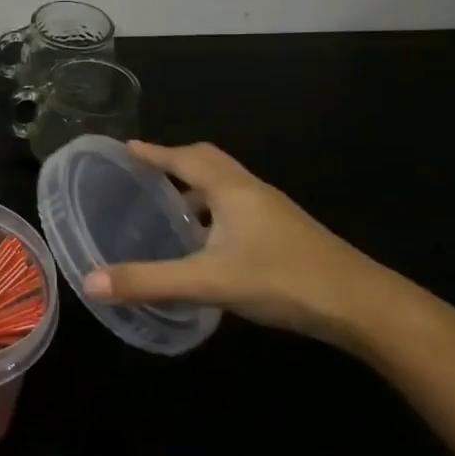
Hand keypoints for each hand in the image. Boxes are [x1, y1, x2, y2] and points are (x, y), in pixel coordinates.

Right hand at [82, 141, 393, 347]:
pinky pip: (240, 208)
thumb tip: (89, 282)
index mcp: (231, 190)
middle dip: (175, 163)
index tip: (126, 149)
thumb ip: (149, 281)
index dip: (153, 152)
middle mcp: (252, 191)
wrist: (364, 307)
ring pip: (227, 187)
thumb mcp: (208, 282)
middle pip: (209, 162)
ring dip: (196, 190)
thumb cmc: (283, 280)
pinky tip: (208, 246)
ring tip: (170, 211)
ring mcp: (274, 213)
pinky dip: (215, 213)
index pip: (184, 157)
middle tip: (144, 175)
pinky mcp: (286, 235)